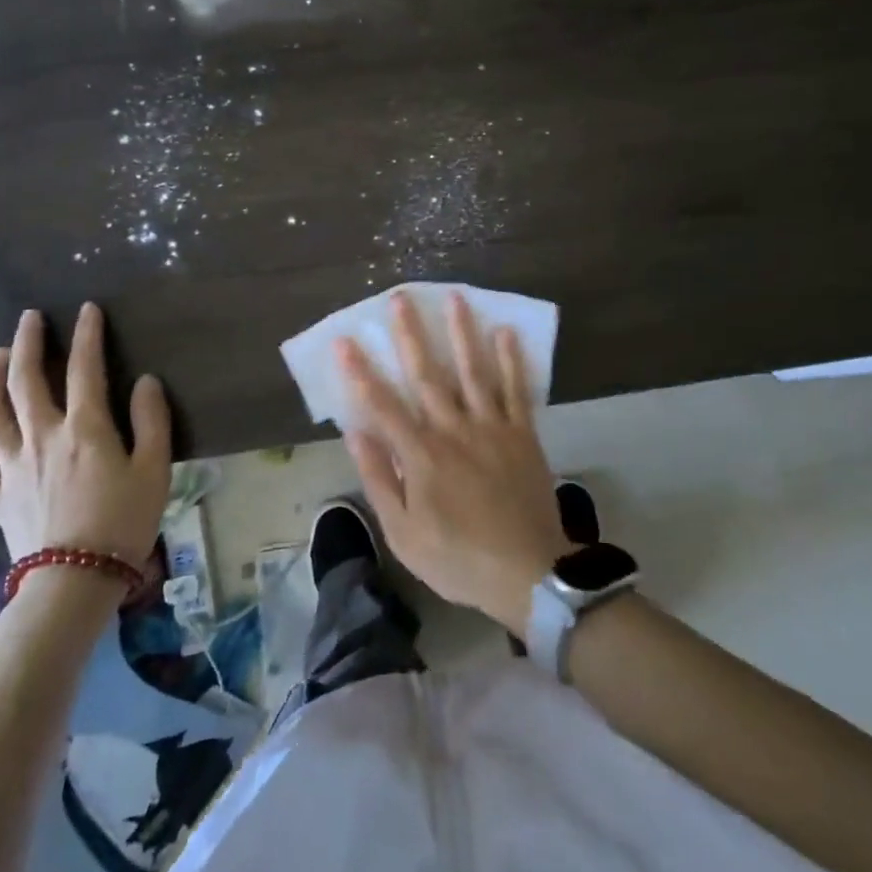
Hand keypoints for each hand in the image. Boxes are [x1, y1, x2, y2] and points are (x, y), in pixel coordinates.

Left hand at [0, 304, 171, 562]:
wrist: (75, 583)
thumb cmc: (124, 523)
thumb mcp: (155, 469)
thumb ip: (152, 420)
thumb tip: (144, 381)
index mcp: (84, 428)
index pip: (83, 367)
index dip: (86, 334)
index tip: (87, 309)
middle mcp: (42, 436)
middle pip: (24, 379)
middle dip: (26, 342)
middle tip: (30, 318)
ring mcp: (12, 466)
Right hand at [339, 291, 568, 637]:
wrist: (527, 573)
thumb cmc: (457, 558)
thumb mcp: (403, 533)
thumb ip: (379, 479)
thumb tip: (355, 433)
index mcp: (421, 455)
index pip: (382, 405)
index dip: (361, 372)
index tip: (345, 341)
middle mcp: (454, 429)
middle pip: (428, 375)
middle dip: (411, 334)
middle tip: (400, 298)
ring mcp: (492, 427)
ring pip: (474, 371)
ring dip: (463, 333)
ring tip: (455, 298)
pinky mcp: (523, 434)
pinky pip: (517, 390)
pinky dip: (512, 360)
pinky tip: (506, 333)